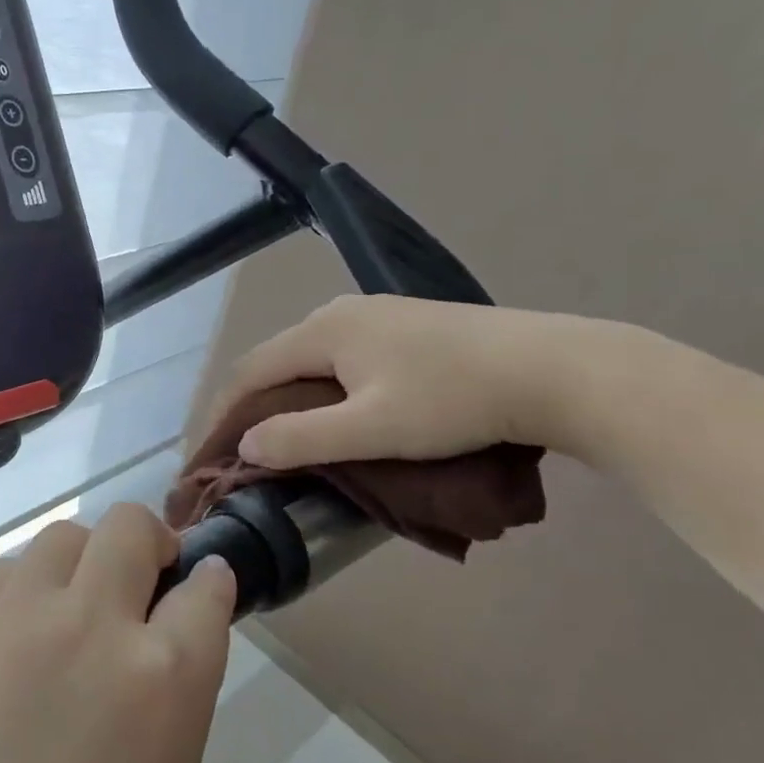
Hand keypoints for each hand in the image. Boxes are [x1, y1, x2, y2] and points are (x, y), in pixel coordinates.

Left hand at [0, 505, 237, 762]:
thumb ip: (168, 714)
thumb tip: (156, 662)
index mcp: (166, 679)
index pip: (206, 589)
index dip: (212, 583)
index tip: (207, 586)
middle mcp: (91, 626)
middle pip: (130, 528)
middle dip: (150, 546)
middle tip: (146, 586)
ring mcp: (16, 622)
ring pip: (61, 537)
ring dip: (84, 562)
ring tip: (78, 610)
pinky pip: (2, 575)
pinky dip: (25, 588)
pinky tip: (22, 636)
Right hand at [225, 294, 601, 469]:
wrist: (553, 369)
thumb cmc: (454, 400)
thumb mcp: (372, 429)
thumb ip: (302, 438)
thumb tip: (246, 447)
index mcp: (323, 330)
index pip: (251, 369)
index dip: (224, 411)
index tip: (210, 451)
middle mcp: (340, 311)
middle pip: (278, 359)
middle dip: (253, 402)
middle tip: (244, 447)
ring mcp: (377, 313)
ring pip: (311, 356)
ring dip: (289, 394)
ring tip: (286, 432)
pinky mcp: (407, 324)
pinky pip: (342, 354)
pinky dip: (322, 384)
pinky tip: (338, 406)